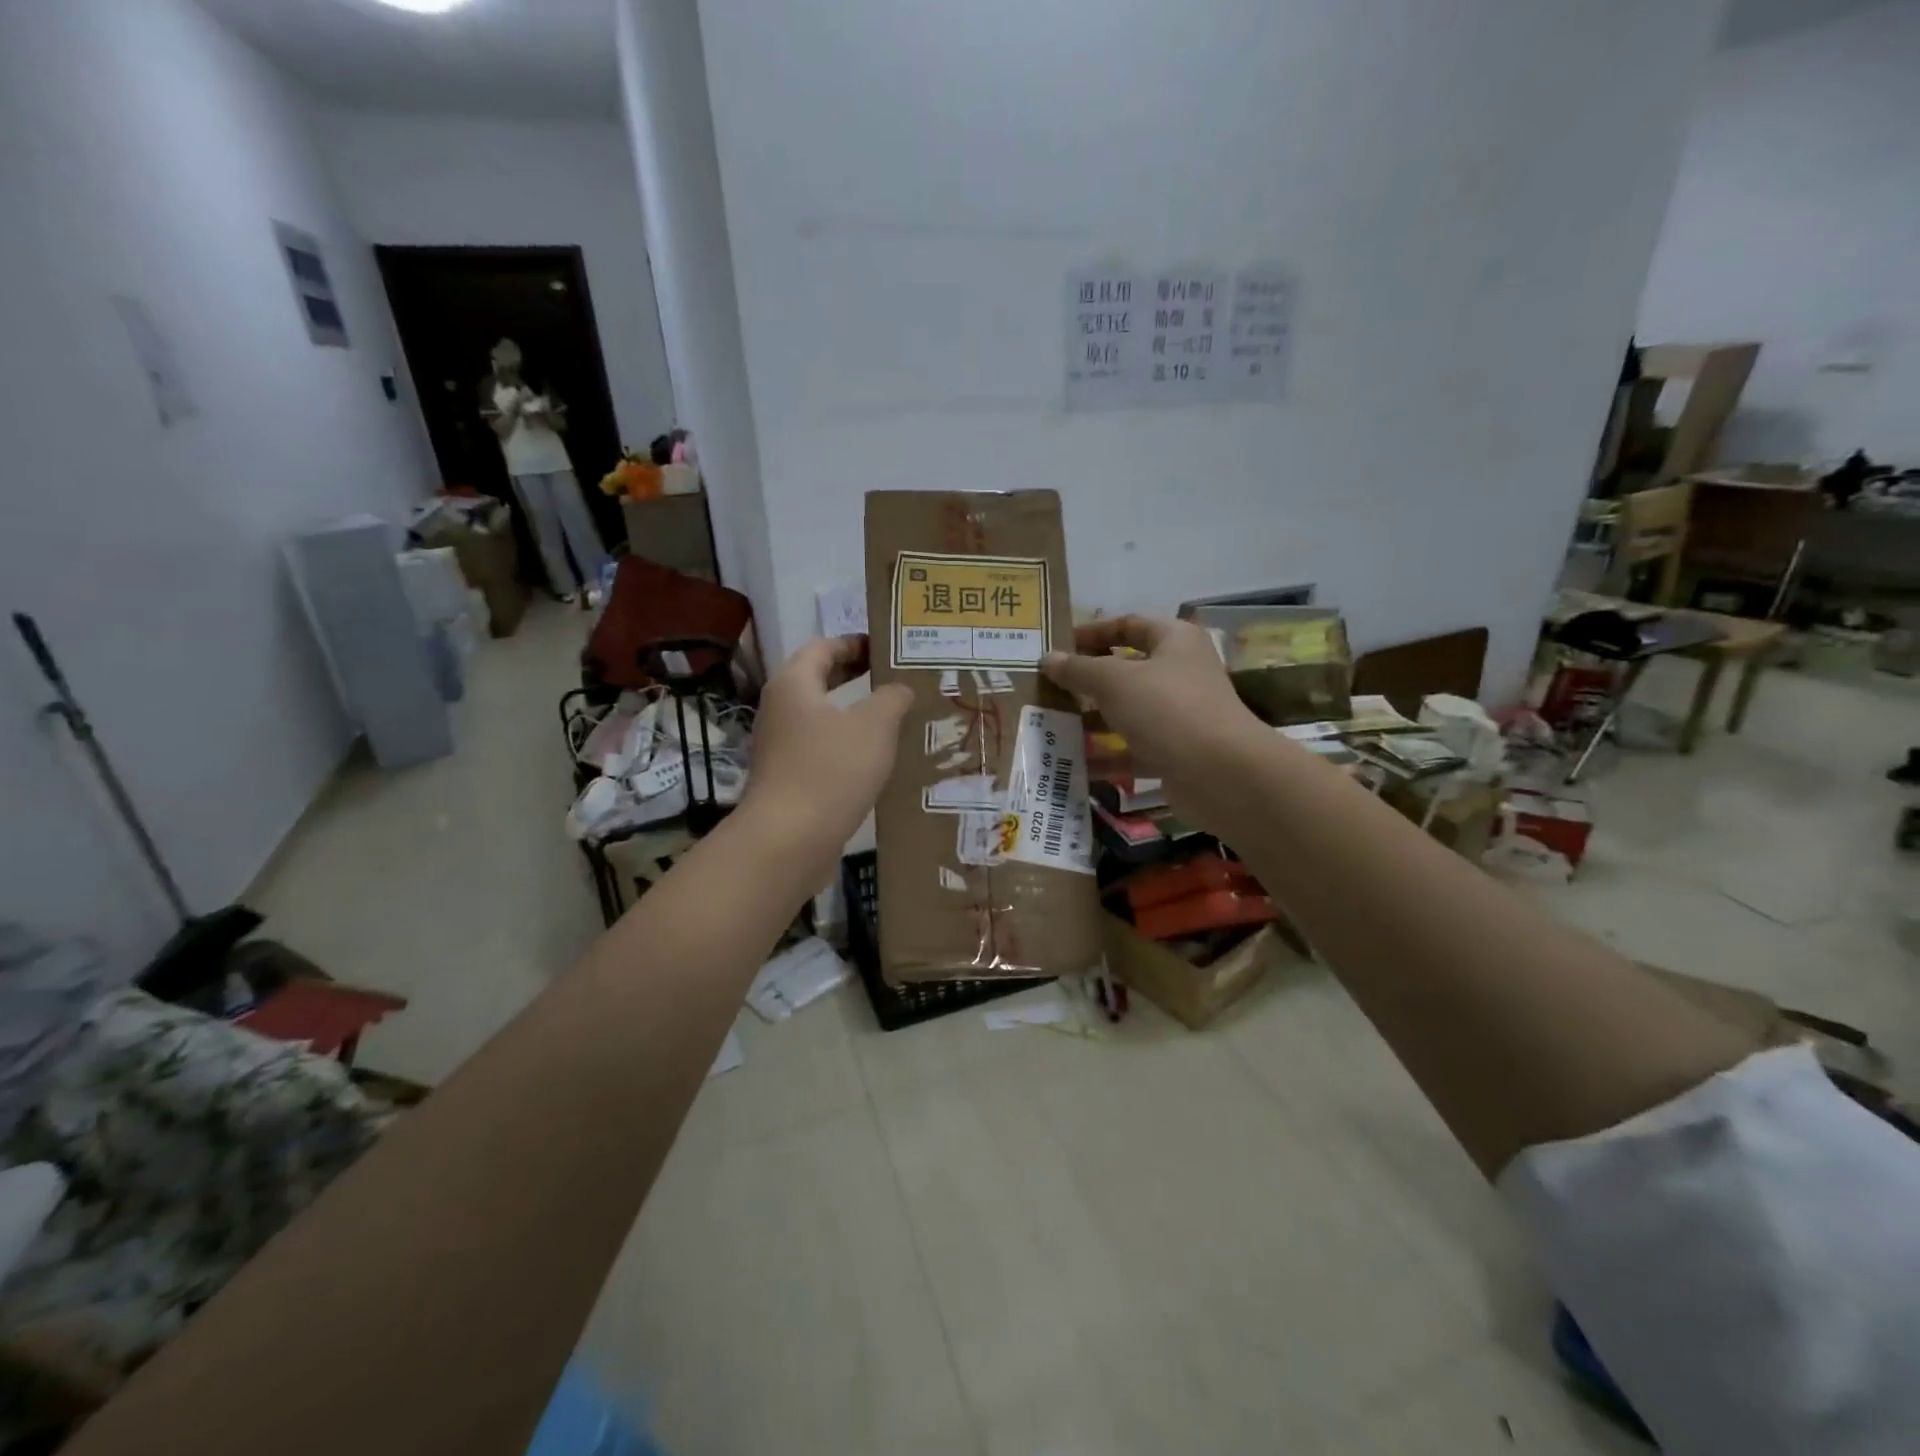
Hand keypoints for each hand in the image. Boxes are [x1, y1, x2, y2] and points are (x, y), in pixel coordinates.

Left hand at [743, 635, 911, 860]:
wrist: (789, 840)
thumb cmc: (831, 770)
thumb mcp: (874, 726)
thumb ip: (892, 698)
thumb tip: (900, 689)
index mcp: (794, 684)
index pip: (823, 647)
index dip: (855, 643)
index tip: (887, 648)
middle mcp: (780, 709)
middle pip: (819, 680)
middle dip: (856, 676)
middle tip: (895, 677)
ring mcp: (780, 745)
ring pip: (821, 716)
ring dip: (854, 713)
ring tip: (893, 717)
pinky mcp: (787, 777)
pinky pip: (820, 747)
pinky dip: (846, 743)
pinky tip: (874, 758)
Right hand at [1042, 616, 1267, 831]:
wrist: (1220, 774)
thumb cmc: (1167, 709)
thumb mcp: (1114, 681)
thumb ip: (1078, 669)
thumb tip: (1048, 659)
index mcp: (1174, 641)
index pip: (1130, 624)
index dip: (1094, 632)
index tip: (1059, 645)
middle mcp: (1180, 674)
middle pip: (1126, 671)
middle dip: (1087, 681)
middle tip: (1047, 688)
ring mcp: (1179, 716)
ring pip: (1127, 713)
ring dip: (1092, 720)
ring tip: (1051, 726)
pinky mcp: (1174, 754)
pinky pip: (1132, 750)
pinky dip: (1106, 757)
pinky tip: (1073, 764)